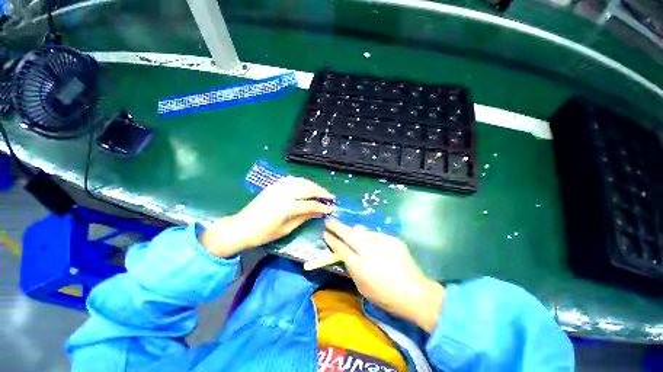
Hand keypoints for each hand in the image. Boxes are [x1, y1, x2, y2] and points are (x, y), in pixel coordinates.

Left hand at [201, 177, 334, 256]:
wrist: (241, 227)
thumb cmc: (263, 234)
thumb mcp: (286, 229)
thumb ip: (304, 218)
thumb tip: (319, 213)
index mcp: (287, 207)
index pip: (310, 205)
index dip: (322, 207)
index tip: (331, 209)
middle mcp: (284, 194)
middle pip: (308, 189)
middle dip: (321, 192)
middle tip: (331, 196)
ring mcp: (278, 187)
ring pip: (301, 181)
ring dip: (313, 185)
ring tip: (321, 190)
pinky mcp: (273, 186)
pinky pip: (291, 180)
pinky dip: (302, 181)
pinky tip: (306, 185)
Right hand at [324, 220, 444, 332]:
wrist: (414, 292)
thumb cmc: (385, 296)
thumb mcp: (361, 286)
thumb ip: (351, 268)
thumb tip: (344, 253)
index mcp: (360, 267)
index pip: (341, 248)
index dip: (331, 239)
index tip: (325, 233)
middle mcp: (369, 251)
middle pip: (348, 234)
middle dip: (336, 227)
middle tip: (329, 221)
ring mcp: (382, 242)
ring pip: (361, 231)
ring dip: (352, 230)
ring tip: (347, 230)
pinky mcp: (392, 239)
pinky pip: (374, 235)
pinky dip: (368, 236)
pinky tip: (368, 241)